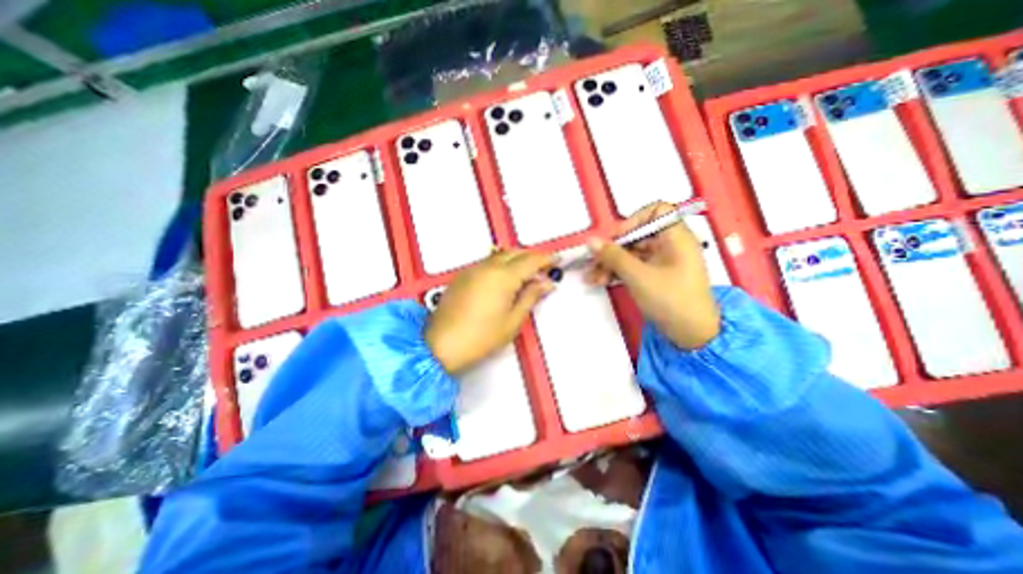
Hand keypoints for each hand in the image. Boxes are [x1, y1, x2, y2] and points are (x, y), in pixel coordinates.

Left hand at [426, 250, 556, 373]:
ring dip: (516, 259)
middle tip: (544, 269)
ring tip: (527, 274)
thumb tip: (546, 283)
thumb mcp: (513, 320)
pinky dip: (501, 265)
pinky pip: (487, 263)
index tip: (557, 260)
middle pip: (515, 252)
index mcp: (502, 277)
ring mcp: (472, 270)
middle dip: (532, 257)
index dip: (546, 259)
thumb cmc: (481, 338)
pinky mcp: (462, 276)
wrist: (441, 345)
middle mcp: (487, 267)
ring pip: (500, 255)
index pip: (530, 260)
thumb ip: (530, 296)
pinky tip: (505, 279)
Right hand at [584, 203, 718, 345]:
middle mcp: (670, 245)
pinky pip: (633, 267)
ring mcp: (662, 261)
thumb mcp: (638, 276)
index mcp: (676, 237)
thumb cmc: (671, 300)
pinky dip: (617, 272)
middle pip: (636, 236)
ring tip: (591, 278)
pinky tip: (600, 281)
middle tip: (593, 263)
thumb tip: (591, 240)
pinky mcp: (655, 276)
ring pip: (631, 254)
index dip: (634, 220)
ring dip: (610, 264)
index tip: (617, 237)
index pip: (656, 211)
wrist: (691, 335)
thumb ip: (613, 256)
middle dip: (612, 249)